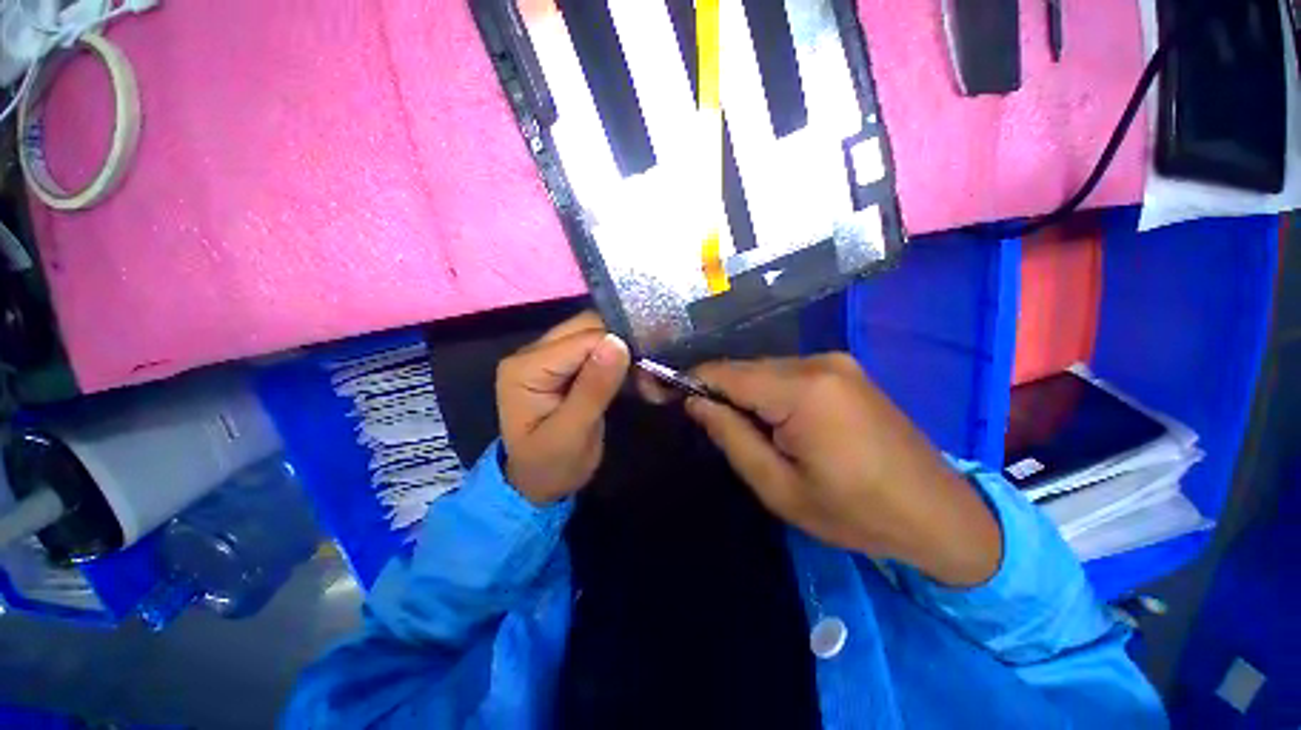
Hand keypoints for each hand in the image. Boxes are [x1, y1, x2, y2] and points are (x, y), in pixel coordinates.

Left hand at [496, 312, 630, 504]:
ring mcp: (547, 355)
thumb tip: (618, 342)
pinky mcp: (562, 363)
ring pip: (594, 333)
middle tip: (648, 374)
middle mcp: (533, 352)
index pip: (582, 340)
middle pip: (586, 328)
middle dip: (622, 345)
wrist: (538, 484)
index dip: (618, 348)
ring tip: (643, 377)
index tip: (647, 372)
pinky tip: (632, 375)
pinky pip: (594, 347)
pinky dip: (617, 358)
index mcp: (526, 367)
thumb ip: (593, 388)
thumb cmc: (551, 465)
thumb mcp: (573, 434)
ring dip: (622, 350)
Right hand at [687, 354, 1001, 586]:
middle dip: (719, 391)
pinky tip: (776, 421)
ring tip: (746, 430)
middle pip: (745, 368)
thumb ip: (731, 436)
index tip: (660, 392)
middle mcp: (817, 362)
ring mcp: (835, 361)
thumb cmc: (855, 512)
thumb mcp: (779, 487)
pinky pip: (787, 373)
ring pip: (765, 369)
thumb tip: (695, 402)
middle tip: (706, 424)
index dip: (687, 379)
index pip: (724, 372)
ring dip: (745, 393)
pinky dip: (769, 392)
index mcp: (802, 391)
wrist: (938, 513)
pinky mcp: (844, 369)